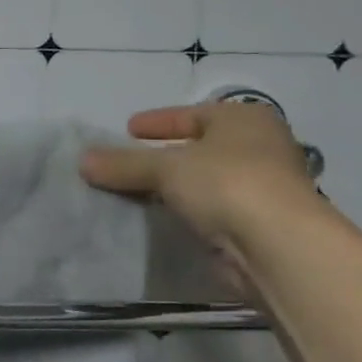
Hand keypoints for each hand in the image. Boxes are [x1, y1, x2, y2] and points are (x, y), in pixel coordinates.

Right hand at [79, 100, 319, 251]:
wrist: (278, 247)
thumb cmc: (226, 183)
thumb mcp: (165, 167)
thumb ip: (123, 163)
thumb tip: (83, 160)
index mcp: (245, 120)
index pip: (193, 114)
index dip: (159, 121)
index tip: (129, 129)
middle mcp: (261, 147)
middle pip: (200, 147)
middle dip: (164, 155)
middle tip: (129, 161)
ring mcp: (264, 187)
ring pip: (205, 180)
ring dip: (174, 186)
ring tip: (136, 191)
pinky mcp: (259, 224)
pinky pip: (211, 209)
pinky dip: (187, 210)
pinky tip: (162, 216)